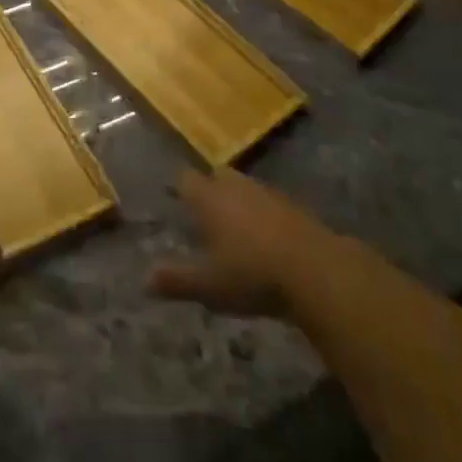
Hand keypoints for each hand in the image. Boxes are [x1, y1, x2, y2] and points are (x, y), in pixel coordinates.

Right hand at [148, 166, 333, 317]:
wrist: (317, 270)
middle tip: (202, 209)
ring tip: (233, 225)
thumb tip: (144, 280)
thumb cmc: (252, 274)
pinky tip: (265, 237)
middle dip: (209, 187)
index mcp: (210, 199)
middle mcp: (237, 187)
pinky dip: (263, 214)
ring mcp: (269, 194)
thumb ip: (177, 280)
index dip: (178, 187)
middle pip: (218, 175)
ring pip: (245, 188)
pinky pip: (270, 203)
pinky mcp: (295, 208)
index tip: (172, 196)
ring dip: (238, 200)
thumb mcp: (209, 286)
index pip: (186, 180)